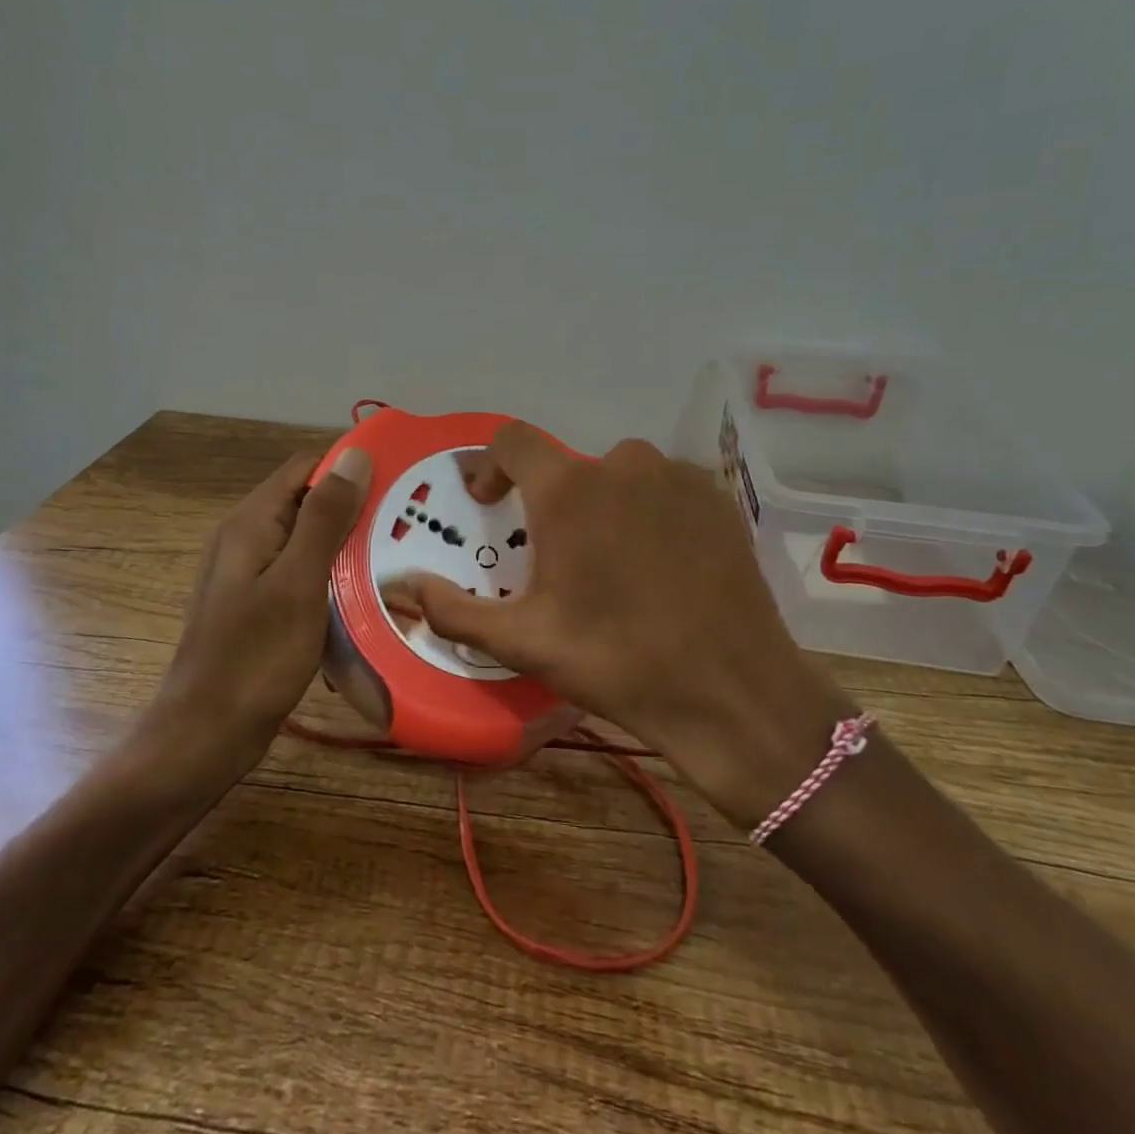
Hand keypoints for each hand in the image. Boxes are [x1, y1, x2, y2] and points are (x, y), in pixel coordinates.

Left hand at [149, 446, 370, 767]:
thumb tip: (355, 455)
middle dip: (357, 508)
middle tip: (412, 524)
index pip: (307, 468)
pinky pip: (306, 574)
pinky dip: (336, 576)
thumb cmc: (255, 658)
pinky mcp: (263, 604)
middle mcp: (249, 538)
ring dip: (350, 545)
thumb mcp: (298, 583)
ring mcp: (254, 573)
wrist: (206, 736)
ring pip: (311, 540)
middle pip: (309, 502)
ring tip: (400, 555)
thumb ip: (325, 518)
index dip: (351, 467)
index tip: (402, 480)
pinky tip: (367, 595)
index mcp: (252, 522)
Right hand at [402, 424, 853, 826]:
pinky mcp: (718, 498)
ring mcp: (677, 478)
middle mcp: (623, 465)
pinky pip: (665, 489)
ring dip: (604, 506)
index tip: (491, 504)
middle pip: (569, 467)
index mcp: (568, 489)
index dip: (491, 465)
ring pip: (620, 476)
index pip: (512, 440)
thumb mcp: (523, 642)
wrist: (731, 693)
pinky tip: (661, 564)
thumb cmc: (617, 661)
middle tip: (558, 560)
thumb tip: (403, 586)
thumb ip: (452, 610)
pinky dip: (650, 512)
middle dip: (552, 503)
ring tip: (612, 564)